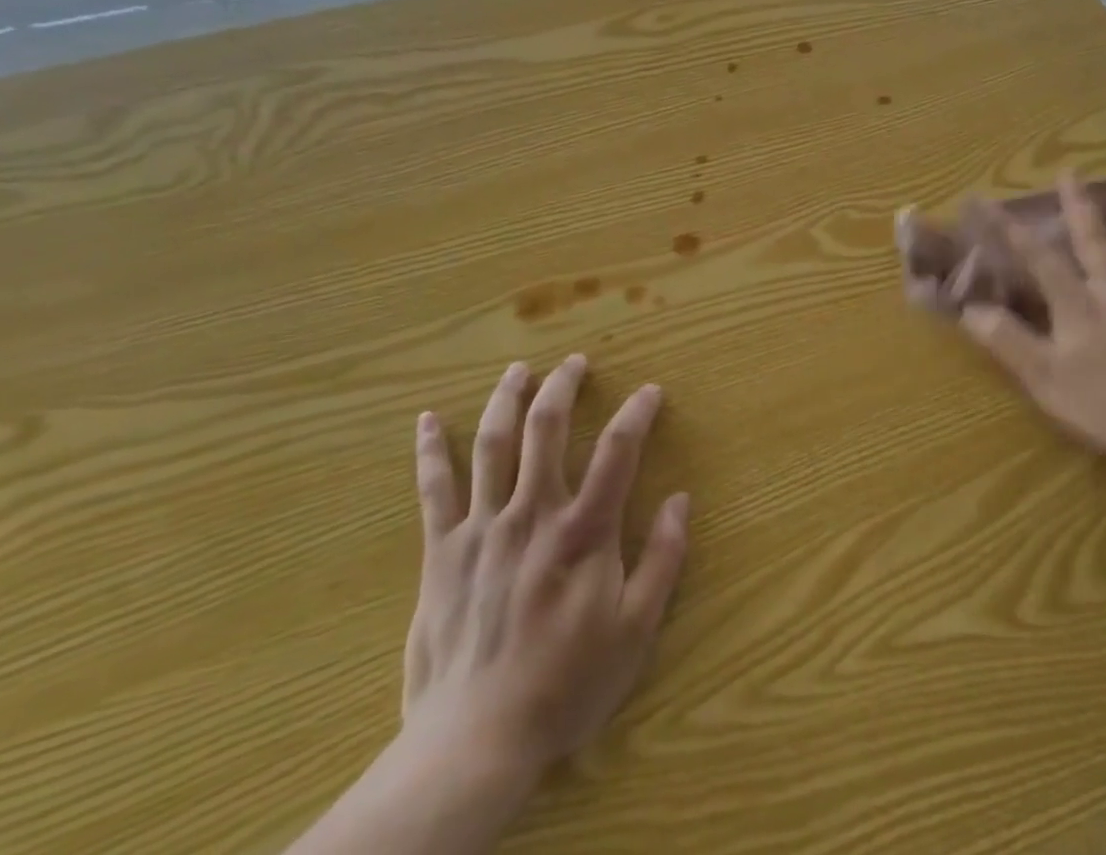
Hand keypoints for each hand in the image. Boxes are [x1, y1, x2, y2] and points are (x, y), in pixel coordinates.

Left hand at [401, 353, 689, 791]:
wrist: (475, 743)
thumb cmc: (564, 686)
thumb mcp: (634, 631)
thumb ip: (662, 560)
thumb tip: (680, 500)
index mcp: (583, 532)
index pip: (618, 451)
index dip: (637, 412)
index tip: (650, 390)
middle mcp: (533, 514)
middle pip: (547, 428)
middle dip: (563, 386)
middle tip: (575, 362)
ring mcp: (483, 528)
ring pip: (493, 444)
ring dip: (506, 399)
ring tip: (518, 370)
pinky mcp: (442, 551)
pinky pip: (434, 489)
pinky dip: (429, 451)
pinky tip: (425, 420)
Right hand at [957, 174, 1105, 468]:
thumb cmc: (1103, 406)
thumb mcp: (1043, 377)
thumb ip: (1007, 340)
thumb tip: (969, 309)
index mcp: (1078, 304)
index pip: (1038, 258)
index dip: (1009, 229)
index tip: (985, 201)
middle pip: (1095, 241)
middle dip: (1079, 205)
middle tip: (1071, 171)